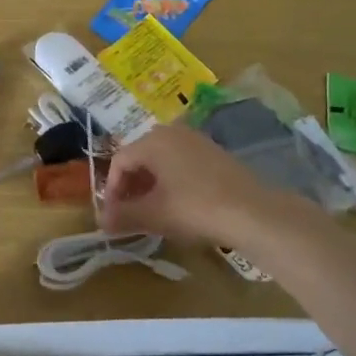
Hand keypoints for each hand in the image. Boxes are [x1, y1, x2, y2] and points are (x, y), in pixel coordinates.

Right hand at [101, 125, 320, 245]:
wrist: (254, 213)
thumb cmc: (194, 208)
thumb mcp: (153, 215)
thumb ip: (122, 216)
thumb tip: (101, 222)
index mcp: (153, 140)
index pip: (119, 161)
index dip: (111, 190)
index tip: (113, 215)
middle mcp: (172, 132)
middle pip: (140, 158)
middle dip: (130, 187)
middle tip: (129, 213)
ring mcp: (196, 140)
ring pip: (161, 161)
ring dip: (150, 185)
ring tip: (151, 211)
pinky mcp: (215, 153)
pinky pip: (181, 163)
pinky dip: (171, 182)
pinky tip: (177, 205)